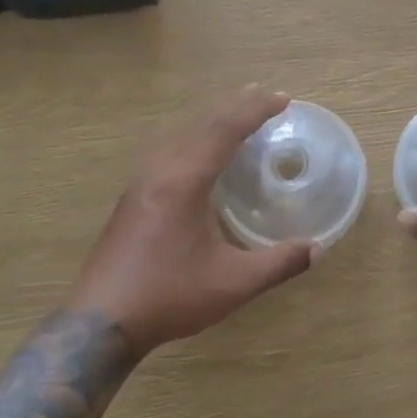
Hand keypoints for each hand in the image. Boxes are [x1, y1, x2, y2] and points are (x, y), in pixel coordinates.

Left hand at [75, 86, 319, 354]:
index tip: (282, 99)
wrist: (99, 324)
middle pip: (201, 125)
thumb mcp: (233, 283)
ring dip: (211, 122)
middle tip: (262, 93)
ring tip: (234, 116)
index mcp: (185, 181)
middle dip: (234, 106)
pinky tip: (199, 157)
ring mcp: (141, 185)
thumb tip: (317, 249)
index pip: (225, 131)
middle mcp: (161, 172)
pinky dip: (194, 140)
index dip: (255, 111)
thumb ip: (279, 263)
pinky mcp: (132, 201)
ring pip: (181, 137)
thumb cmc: (169, 295)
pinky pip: (169, 152)